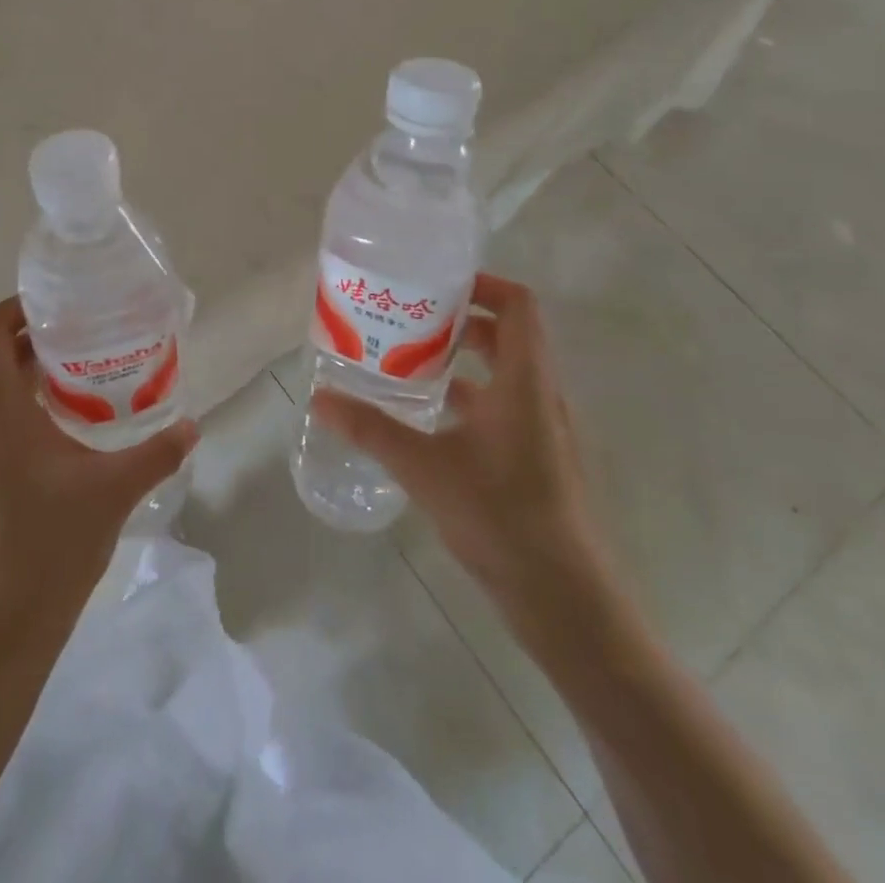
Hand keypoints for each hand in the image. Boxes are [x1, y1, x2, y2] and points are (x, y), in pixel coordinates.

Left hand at [0, 297, 198, 649]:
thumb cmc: (50, 549)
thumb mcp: (113, 492)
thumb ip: (157, 452)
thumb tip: (192, 425)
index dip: (17, 306)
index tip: (61, 305)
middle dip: (39, 342)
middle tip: (90, 340)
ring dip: (33, 380)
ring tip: (85, 384)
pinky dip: (23, 413)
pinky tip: (65, 437)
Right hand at [310, 273, 615, 650]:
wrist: (565, 600)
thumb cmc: (500, 517)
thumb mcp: (424, 467)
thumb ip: (371, 429)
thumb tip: (319, 398)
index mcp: (525, 381)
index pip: (518, 305)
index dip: (483, 284)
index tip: (436, 285)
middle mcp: (542, 396)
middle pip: (509, 335)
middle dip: (461, 321)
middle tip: (410, 320)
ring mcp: (545, 430)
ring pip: (507, 373)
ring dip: (465, 360)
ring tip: (412, 361)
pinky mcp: (541, 459)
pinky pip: (506, 406)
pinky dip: (472, 397)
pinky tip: (432, 419)